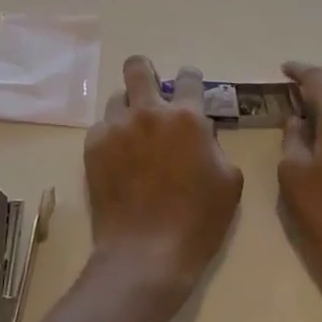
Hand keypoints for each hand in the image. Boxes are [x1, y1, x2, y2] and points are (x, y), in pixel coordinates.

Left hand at [84, 56, 243, 297]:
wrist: (146, 255)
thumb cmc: (197, 222)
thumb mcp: (228, 182)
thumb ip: (215, 145)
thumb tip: (202, 131)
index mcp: (186, 117)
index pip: (189, 76)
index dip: (190, 79)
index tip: (189, 89)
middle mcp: (149, 111)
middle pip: (138, 67)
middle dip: (145, 73)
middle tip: (150, 93)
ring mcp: (117, 126)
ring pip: (118, 97)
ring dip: (128, 109)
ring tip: (133, 134)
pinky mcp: (94, 145)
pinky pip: (102, 127)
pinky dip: (111, 137)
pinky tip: (118, 160)